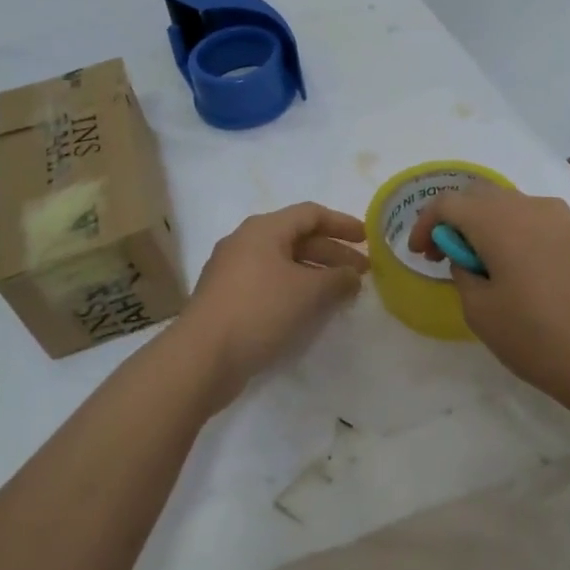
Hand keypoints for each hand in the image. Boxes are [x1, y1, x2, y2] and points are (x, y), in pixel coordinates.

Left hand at [179, 202, 367, 406]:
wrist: (202, 356)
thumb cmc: (258, 310)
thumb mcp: (307, 292)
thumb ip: (337, 279)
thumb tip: (353, 276)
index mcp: (263, 229)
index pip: (310, 214)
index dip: (342, 223)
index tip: (367, 238)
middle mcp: (246, 242)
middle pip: (297, 238)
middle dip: (332, 253)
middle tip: (363, 272)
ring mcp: (233, 271)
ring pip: (284, 263)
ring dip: (315, 274)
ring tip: (342, 293)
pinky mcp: (227, 298)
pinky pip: (270, 284)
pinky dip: (295, 290)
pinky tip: (310, 311)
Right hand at [408, 184, 569, 407]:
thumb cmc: (534, 337)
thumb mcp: (479, 310)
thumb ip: (462, 271)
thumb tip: (468, 257)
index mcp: (498, 221)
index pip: (448, 203)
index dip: (426, 224)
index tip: (419, 254)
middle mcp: (528, 206)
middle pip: (477, 195)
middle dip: (453, 218)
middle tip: (442, 254)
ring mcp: (557, 217)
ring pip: (506, 203)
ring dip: (483, 222)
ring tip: (477, 261)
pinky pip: (531, 217)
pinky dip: (510, 229)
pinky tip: (511, 263)